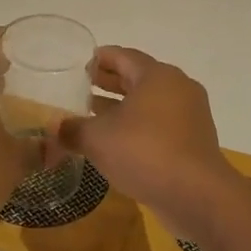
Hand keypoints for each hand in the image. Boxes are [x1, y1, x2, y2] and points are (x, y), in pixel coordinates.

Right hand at [55, 47, 242, 237]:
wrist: (196, 194)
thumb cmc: (144, 152)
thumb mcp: (98, 139)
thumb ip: (72, 129)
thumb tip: (54, 127)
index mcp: (157, 76)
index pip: (124, 56)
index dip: (101, 59)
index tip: (82, 64)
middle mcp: (178, 88)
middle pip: (139, 77)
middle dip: (111, 82)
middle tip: (84, 86)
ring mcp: (190, 115)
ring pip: (150, 103)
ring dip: (123, 107)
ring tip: (94, 114)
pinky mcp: (194, 140)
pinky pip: (161, 124)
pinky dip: (139, 125)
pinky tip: (118, 141)